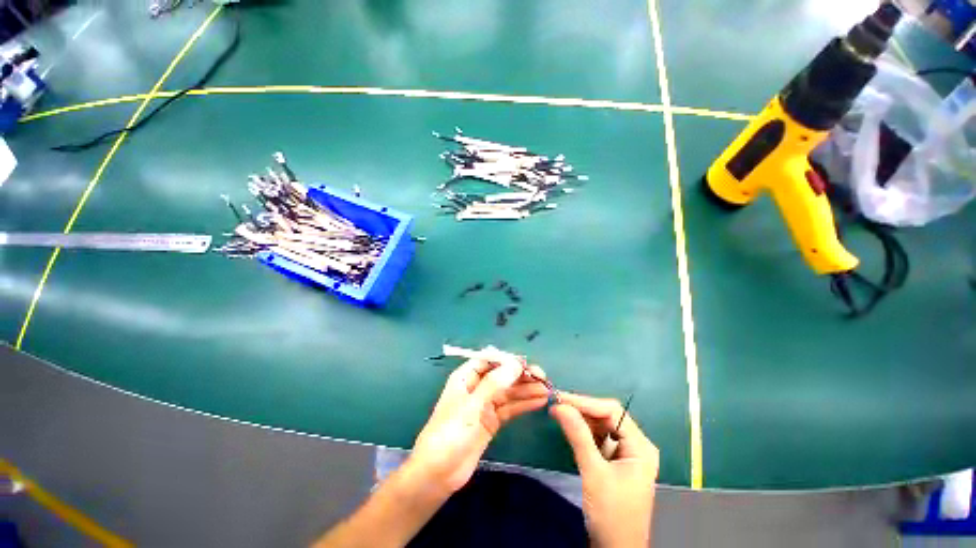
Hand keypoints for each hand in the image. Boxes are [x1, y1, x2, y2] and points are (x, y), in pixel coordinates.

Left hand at [407, 347, 550, 495]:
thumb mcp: (472, 406)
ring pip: (509, 392)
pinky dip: (524, 404)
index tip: (527, 365)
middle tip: (543, 378)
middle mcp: (477, 387)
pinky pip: (510, 408)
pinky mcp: (492, 421)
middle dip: (521, 375)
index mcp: (466, 377)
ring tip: (547, 390)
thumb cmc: (450, 433)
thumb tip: (516, 363)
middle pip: (502, 375)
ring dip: (526, 390)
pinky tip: (539, 401)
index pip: (490, 360)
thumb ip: (494, 384)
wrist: (438, 473)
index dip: (509, 360)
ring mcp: (485, 405)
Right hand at [550, 393, 658, 547]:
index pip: (612, 411)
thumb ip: (578, 436)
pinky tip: (569, 428)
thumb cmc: (611, 514)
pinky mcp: (614, 462)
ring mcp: (625, 453)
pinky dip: (582, 432)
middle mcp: (635, 445)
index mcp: (640, 446)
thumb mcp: (594, 473)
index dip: (585, 402)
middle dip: (581, 409)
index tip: (560, 398)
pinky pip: (597, 438)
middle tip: (556, 404)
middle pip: (606, 416)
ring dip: (580, 419)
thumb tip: (559, 405)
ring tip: (558, 412)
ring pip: (601, 425)